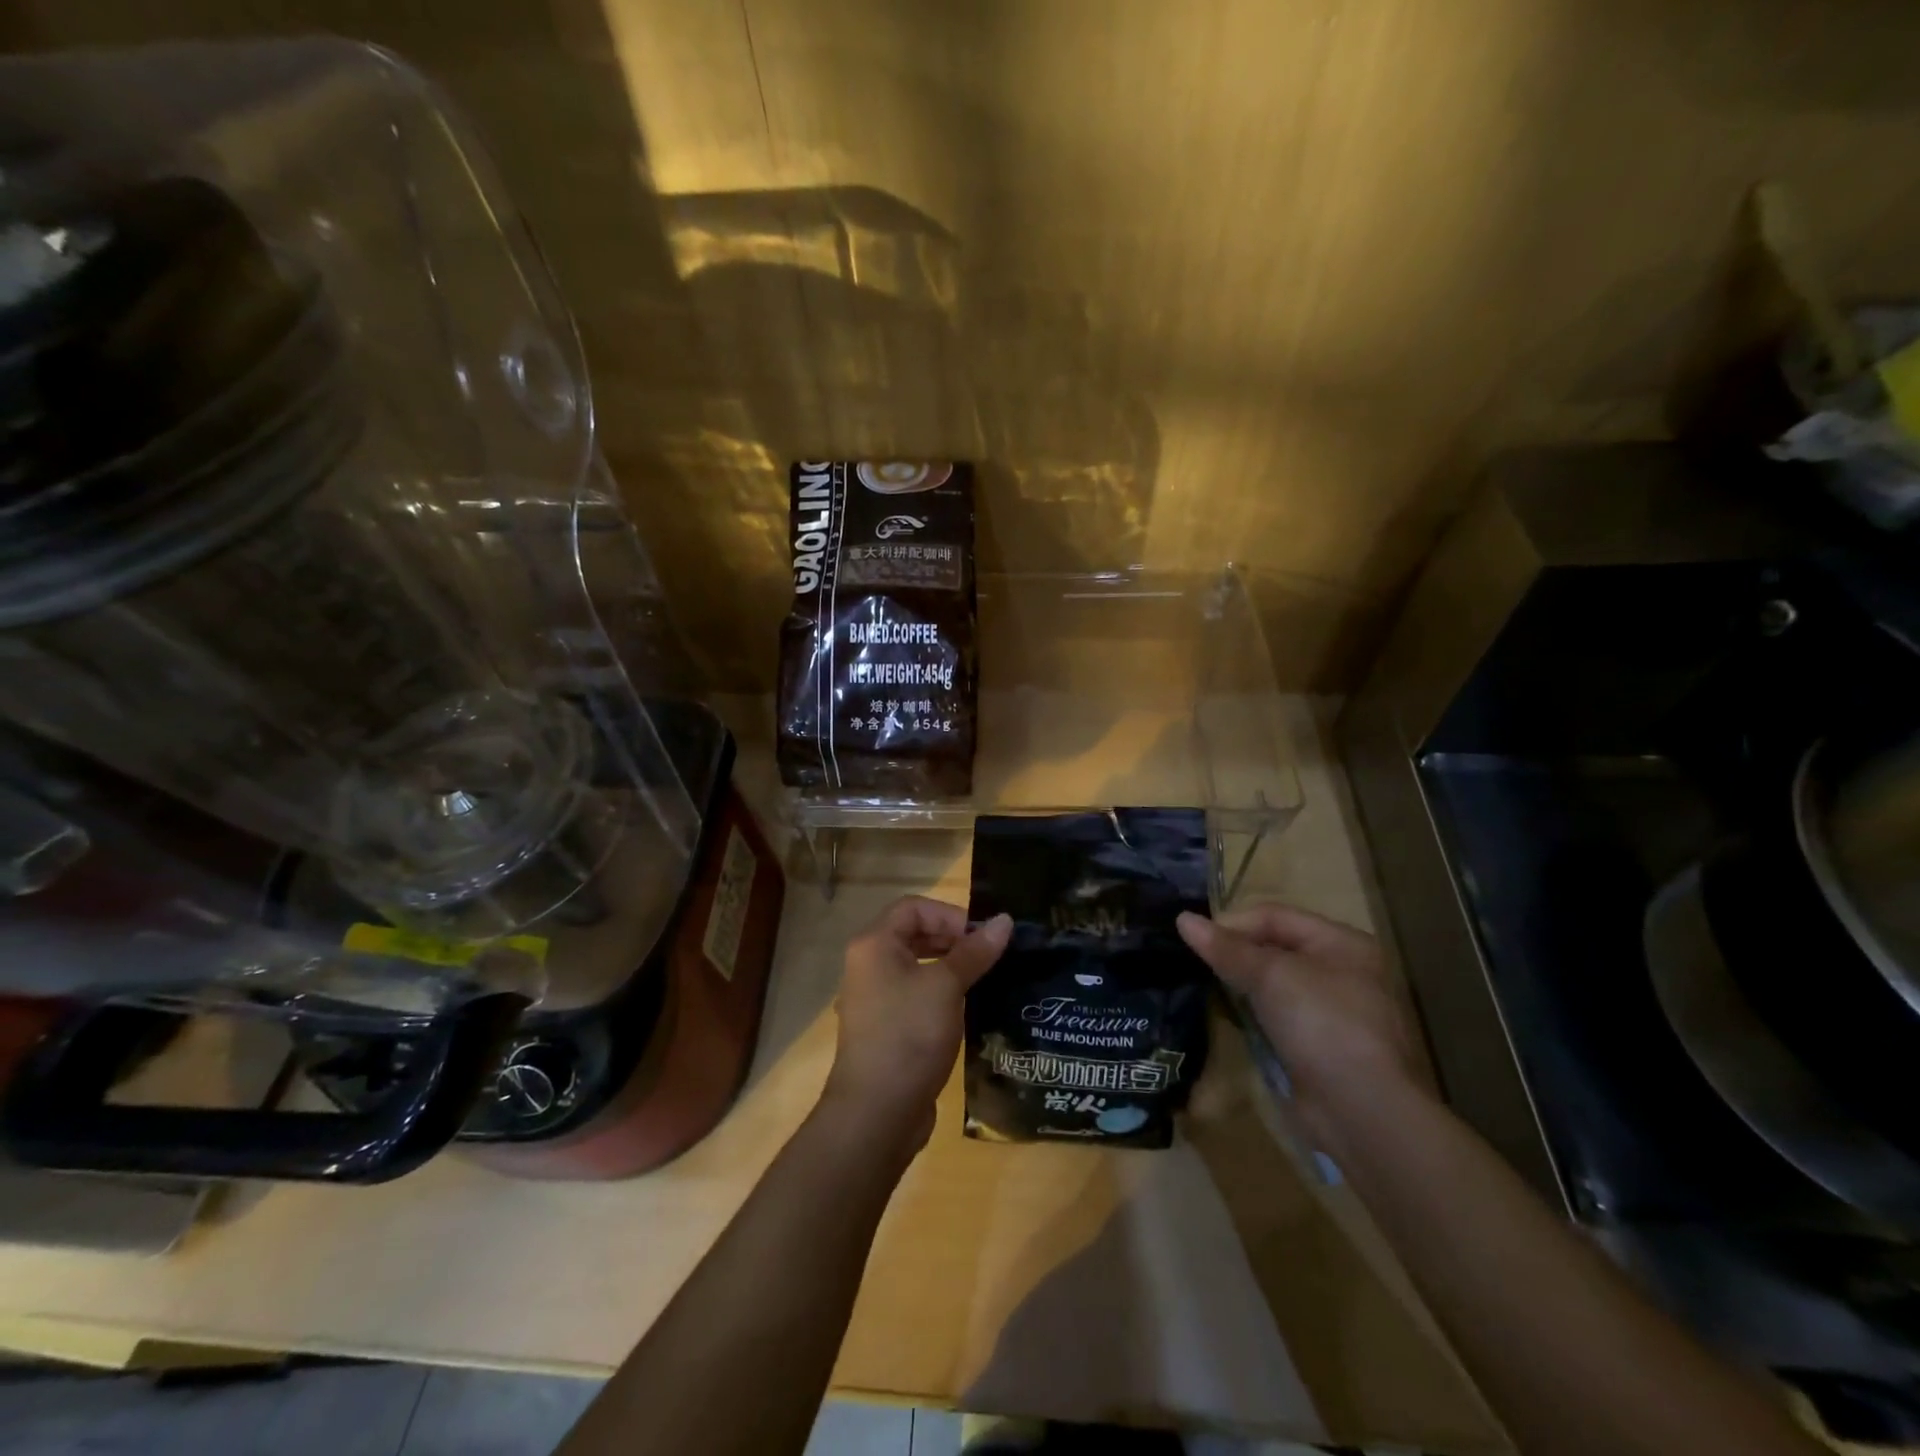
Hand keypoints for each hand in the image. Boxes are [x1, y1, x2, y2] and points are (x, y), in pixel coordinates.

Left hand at [820, 896, 1011, 1156]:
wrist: (877, 1112)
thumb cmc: (909, 1035)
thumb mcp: (946, 987)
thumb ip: (975, 952)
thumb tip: (1004, 920)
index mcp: (874, 945)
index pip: (914, 907)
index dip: (950, 915)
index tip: (982, 938)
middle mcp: (870, 965)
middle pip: (915, 934)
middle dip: (954, 940)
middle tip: (990, 957)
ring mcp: (876, 998)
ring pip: (918, 966)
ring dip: (952, 967)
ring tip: (986, 980)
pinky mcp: (887, 1027)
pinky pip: (917, 995)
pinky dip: (942, 993)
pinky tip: (970, 1008)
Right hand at [1177, 904, 1422, 1151]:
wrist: (1360, 1110)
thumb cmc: (1322, 1023)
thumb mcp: (1271, 975)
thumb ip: (1226, 947)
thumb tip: (1183, 919)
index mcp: (1342, 943)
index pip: (1275, 916)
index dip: (1233, 923)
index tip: (1194, 939)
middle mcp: (1341, 971)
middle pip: (1274, 947)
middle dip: (1235, 952)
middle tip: (1194, 960)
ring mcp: (1331, 1011)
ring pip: (1273, 983)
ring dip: (1241, 983)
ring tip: (1204, 984)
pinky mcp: (1318, 1044)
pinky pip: (1276, 1015)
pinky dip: (1252, 1012)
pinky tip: (1228, 1016)